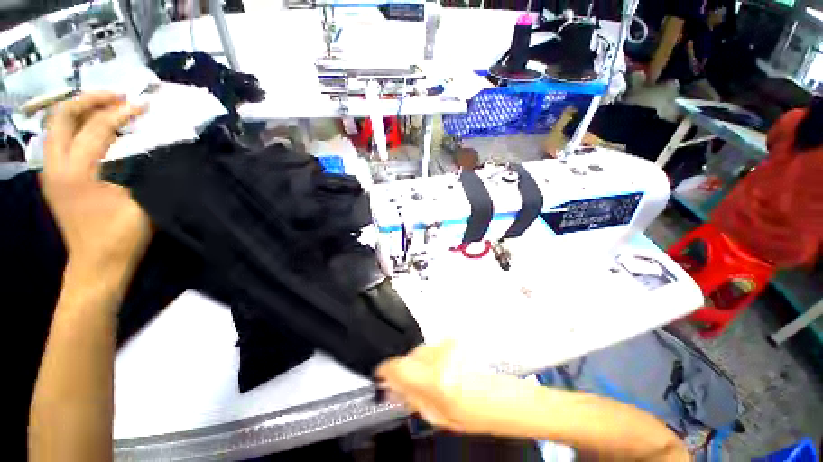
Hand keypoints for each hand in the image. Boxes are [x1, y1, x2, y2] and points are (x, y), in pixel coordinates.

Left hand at [42, 92, 150, 282]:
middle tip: (117, 97)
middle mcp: (56, 166)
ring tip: (106, 109)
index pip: (98, 127)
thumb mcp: (140, 202)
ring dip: (80, 111)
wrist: (96, 265)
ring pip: (56, 126)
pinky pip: (59, 141)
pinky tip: (94, 132)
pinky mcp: (54, 180)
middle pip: (62, 115)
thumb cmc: (121, 236)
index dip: (122, 112)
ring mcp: (51, 173)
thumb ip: (141, 170)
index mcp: (78, 171)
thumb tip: (151, 146)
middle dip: (89, 99)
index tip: (143, 104)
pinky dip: (75, 128)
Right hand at [376, 342, 533, 435]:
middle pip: (410, 354)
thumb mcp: (437, 417)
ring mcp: (450, 346)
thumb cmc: (475, 413)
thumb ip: (411, 398)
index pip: (398, 366)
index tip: (382, 372)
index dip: (385, 369)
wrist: (500, 399)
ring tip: (434, 378)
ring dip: (421, 362)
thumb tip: (392, 387)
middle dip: (407, 368)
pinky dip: (433, 357)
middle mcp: (442, 357)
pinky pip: (434, 346)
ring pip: (422, 349)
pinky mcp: (456, 340)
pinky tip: (443, 370)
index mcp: (435, 381)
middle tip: (412, 382)